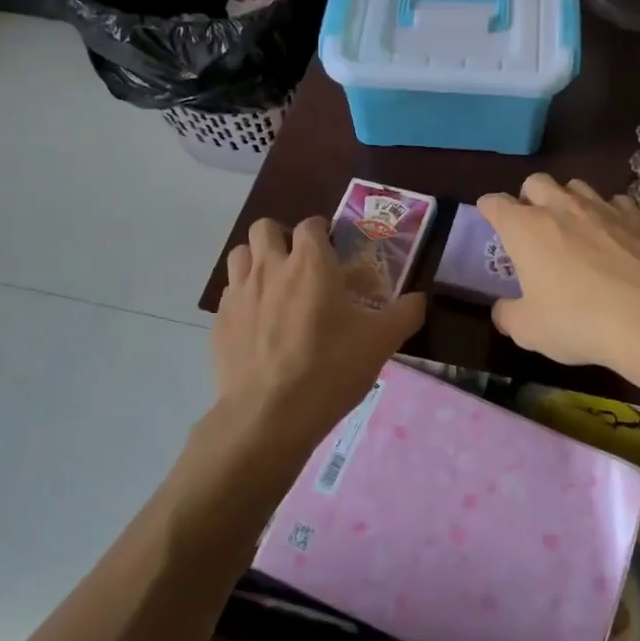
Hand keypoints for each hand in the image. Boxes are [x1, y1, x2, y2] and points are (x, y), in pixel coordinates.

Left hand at [210, 217, 425, 456]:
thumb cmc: (330, 369)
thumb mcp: (381, 342)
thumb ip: (405, 313)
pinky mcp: (219, 322)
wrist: (269, 415)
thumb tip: (419, 299)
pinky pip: (228, 295)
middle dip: (281, 237)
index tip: (333, 251)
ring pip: (240, 255)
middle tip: (299, 265)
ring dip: (256, 261)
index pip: (311, 225)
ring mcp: (239, 293)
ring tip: (274, 288)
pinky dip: (242, 300)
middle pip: (265, 228)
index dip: (321, 232)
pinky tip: (257, 326)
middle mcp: (270, 267)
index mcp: (310, 263)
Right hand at [478, 174, 639, 384]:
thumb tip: (503, 308)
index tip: (489, 219)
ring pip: (577, 185)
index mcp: (525, 228)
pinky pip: (617, 202)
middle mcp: (561, 207)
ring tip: (574, 226)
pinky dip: (609, 214)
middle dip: (528, 197)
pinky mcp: (638, 217)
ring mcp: (603, 208)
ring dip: (568, 200)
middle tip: (532, 225)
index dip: (488, 209)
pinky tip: (614, 235)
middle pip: (536, 182)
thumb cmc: (579, 322)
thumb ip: (508, 314)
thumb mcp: (529, 330)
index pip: (495, 203)